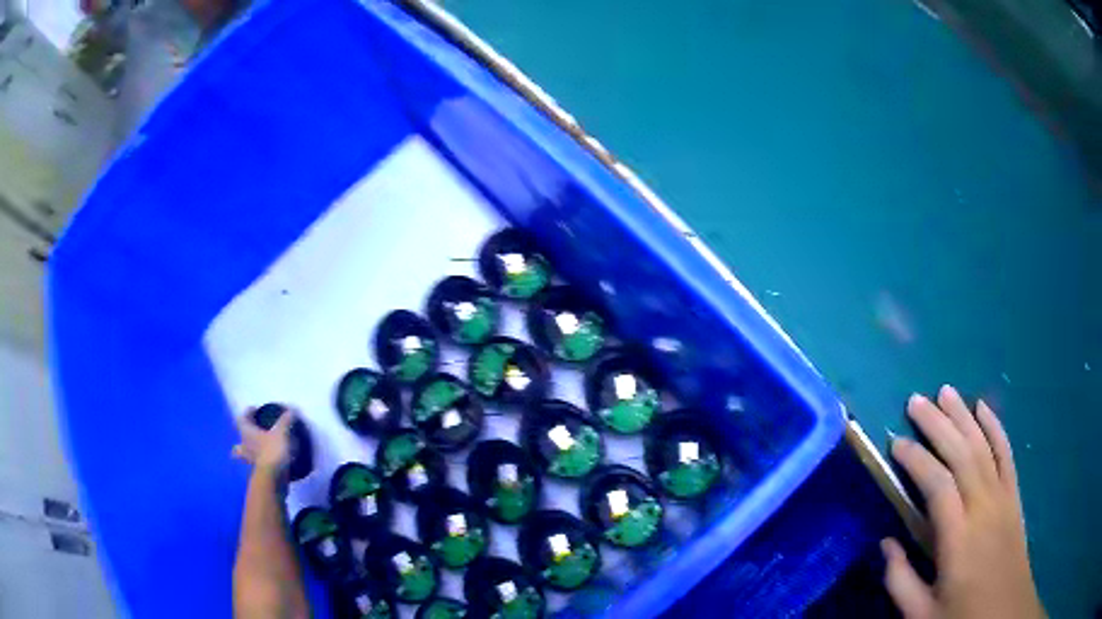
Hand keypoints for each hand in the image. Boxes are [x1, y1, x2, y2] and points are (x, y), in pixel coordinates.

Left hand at [232, 407, 295, 471]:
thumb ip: (285, 421)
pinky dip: (258, 461)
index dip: (248, 412)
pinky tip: (266, 460)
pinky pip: (254, 463)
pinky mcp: (256, 471)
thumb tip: (290, 410)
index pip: (242, 418)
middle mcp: (244, 444)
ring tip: (256, 448)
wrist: (272, 477)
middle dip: (245, 433)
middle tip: (254, 430)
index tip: (256, 409)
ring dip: (248, 449)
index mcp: (247, 431)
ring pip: (243, 453)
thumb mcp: (281, 433)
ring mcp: (249, 459)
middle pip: (240, 436)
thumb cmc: (273, 450)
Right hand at [882, 385, 1043, 618]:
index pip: (937, 485)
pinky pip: (1006, 454)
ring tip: (945, 391)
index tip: (896, 443)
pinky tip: (983, 408)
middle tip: (915, 400)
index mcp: (958, 538)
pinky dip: (995, 427)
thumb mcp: (921, 614)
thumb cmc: (962, 617)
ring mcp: (1002, 497)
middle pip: (962, 454)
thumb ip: (900, 581)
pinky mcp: (1014, 496)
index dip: (916, 460)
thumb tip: (885, 543)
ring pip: (983, 446)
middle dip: (938, 424)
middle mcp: (983, 507)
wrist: (1004, 613)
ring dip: (964, 416)